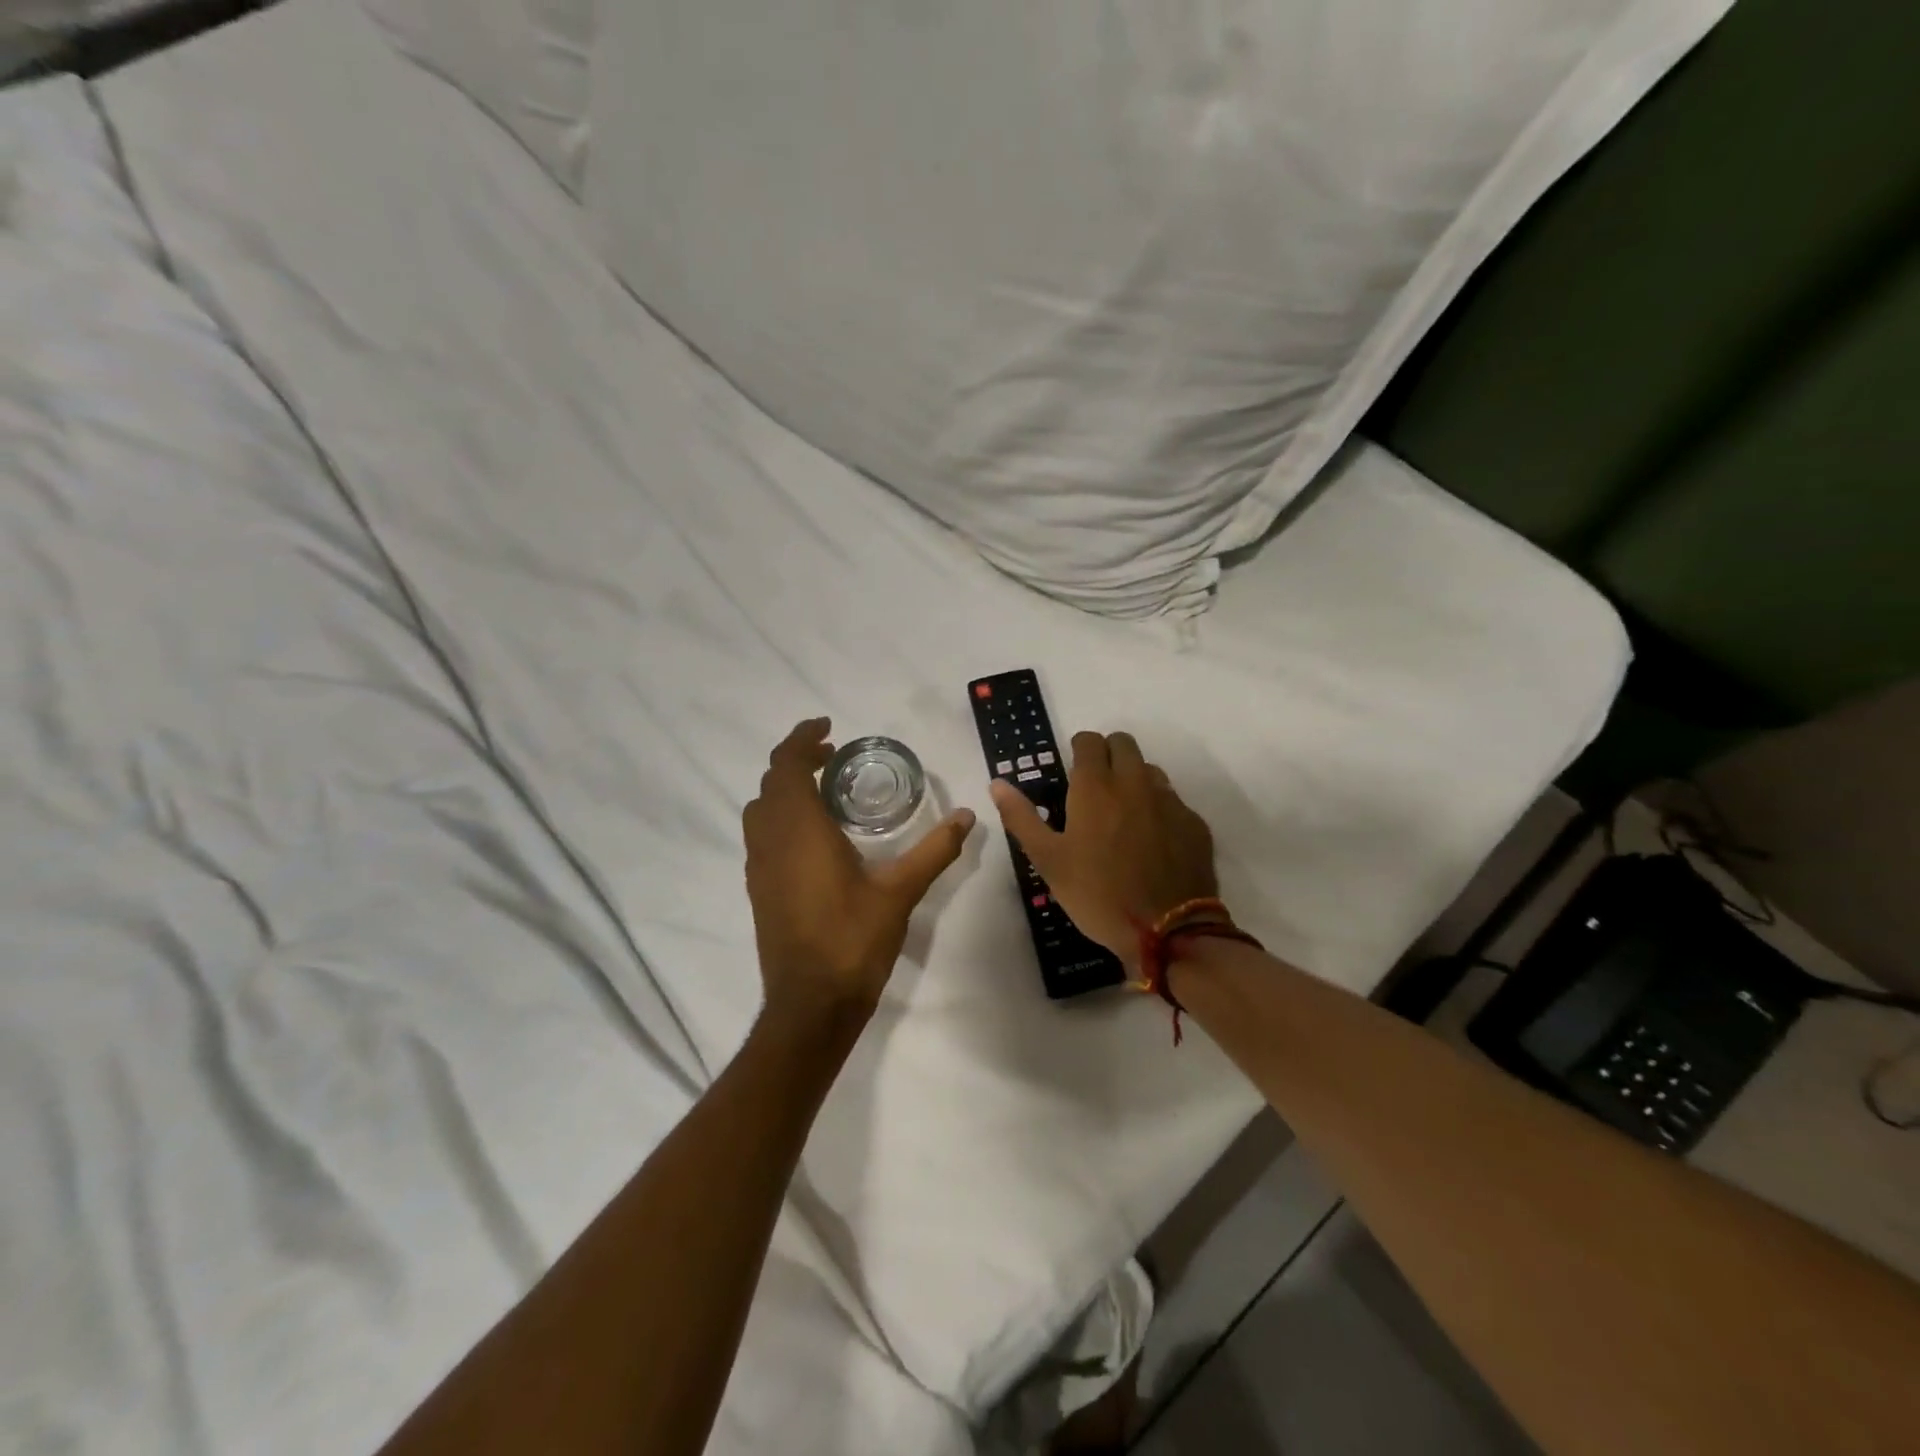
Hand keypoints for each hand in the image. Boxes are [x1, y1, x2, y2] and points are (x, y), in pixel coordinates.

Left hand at [743, 718, 975, 1024]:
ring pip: (761, 808)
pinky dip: (780, 815)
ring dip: (785, 788)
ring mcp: (759, 866)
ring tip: (824, 790)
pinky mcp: (758, 888)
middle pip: (771, 782)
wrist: (810, 1005)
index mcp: (800, 831)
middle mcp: (771, 841)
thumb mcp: (900, 892)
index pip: (788, 765)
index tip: (829, 727)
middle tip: (835, 757)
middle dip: (798, 760)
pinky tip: (813, 835)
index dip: (803, 739)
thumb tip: (968, 817)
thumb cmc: (853, 941)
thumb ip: (935, 850)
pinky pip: (761, 834)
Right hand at [989, 731, 1218, 966]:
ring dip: (1134, 780)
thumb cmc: (1097, 894)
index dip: (1079, 750)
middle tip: (1095, 790)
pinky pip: (1173, 801)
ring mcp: (1170, 801)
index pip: (1089, 741)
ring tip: (1123, 816)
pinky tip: (1152, 842)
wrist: (1166, 931)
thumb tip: (997, 783)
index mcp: (1096, 787)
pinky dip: (1159, 809)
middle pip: (1123, 743)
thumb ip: (1021, 817)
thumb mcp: (1048, 860)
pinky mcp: (1194, 824)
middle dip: (1108, 755)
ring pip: (1150, 770)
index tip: (1072, 773)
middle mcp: (1135, 783)